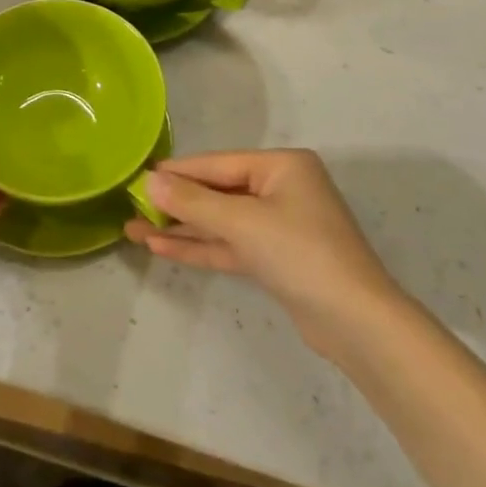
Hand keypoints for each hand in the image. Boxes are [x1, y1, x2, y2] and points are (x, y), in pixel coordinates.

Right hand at [124, 149, 402, 356]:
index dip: (176, 172)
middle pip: (218, 191)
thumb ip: (193, 201)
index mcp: (282, 166)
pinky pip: (230, 245)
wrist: (355, 322)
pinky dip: (200, 246)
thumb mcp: (243, 222)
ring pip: (220, 221)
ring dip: (181, 227)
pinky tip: (162, 247)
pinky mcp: (275, 259)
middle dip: (175, 203)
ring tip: (134, 229)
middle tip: (130, 206)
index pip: (217, 164)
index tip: (138, 176)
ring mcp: (279, 226)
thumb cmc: (301, 254)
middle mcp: (281, 189)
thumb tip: (149, 181)